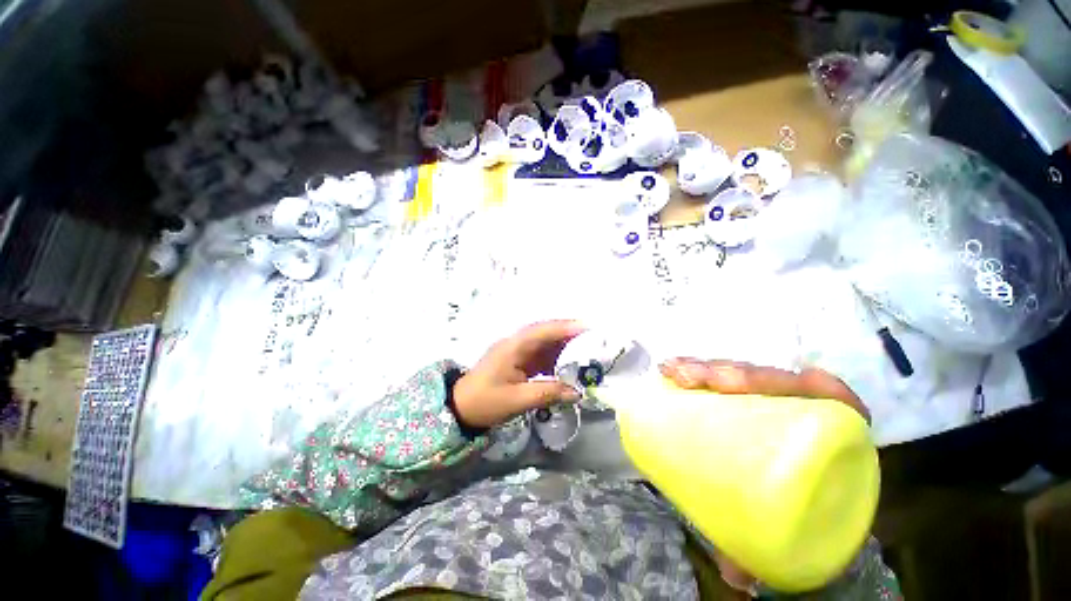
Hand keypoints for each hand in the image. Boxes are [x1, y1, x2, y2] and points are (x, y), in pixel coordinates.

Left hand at [453, 320, 584, 428]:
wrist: (459, 408)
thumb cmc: (485, 402)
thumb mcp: (517, 400)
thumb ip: (548, 393)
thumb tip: (577, 392)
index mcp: (513, 347)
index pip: (542, 331)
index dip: (564, 328)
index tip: (586, 327)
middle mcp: (515, 343)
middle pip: (544, 333)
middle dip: (568, 333)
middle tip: (591, 337)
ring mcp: (516, 351)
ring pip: (543, 342)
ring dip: (562, 345)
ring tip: (585, 349)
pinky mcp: (516, 360)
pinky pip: (539, 354)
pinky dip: (554, 357)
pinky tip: (567, 363)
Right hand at [657, 358, 868, 591]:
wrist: (802, 510)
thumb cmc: (801, 515)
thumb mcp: (795, 533)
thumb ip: (769, 551)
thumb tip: (733, 576)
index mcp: (833, 437)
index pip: (827, 397)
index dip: (800, 383)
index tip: (762, 386)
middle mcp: (804, 409)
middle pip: (772, 378)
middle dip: (732, 372)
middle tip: (695, 381)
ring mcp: (771, 401)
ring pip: (744, 371)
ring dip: (708, 365)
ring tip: (674, 370)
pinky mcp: (744, 400)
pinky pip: (725, 375)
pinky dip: (700, 366)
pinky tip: (675, 366)